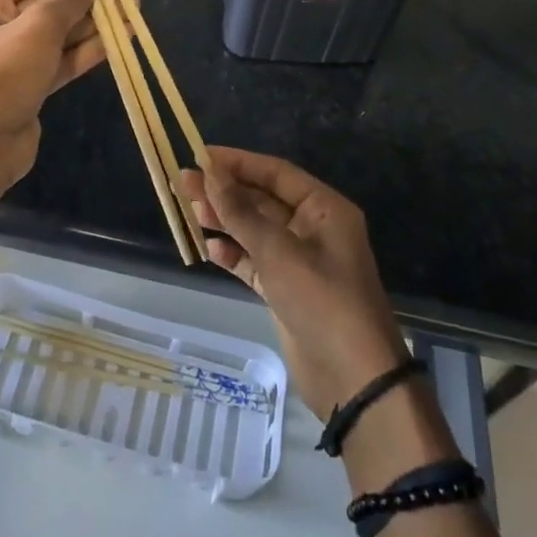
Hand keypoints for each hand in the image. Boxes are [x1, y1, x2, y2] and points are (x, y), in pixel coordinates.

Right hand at [180, 147, 408, 422]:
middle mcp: (313, 228)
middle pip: (262, 200)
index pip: (275, 172)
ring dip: (224, 221)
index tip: (200, 156)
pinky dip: (234, 255)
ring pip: (255, 230)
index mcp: (324, 208)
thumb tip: (209, 173)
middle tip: (182, 184)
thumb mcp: (278, 252)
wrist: (355, 380)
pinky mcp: (287, 290)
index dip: (237, 162)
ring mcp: (300, 260)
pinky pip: (255, 261)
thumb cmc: (322, 301)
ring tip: (188, 212)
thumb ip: (241, 212)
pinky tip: (209, 250)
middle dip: (224, 192)